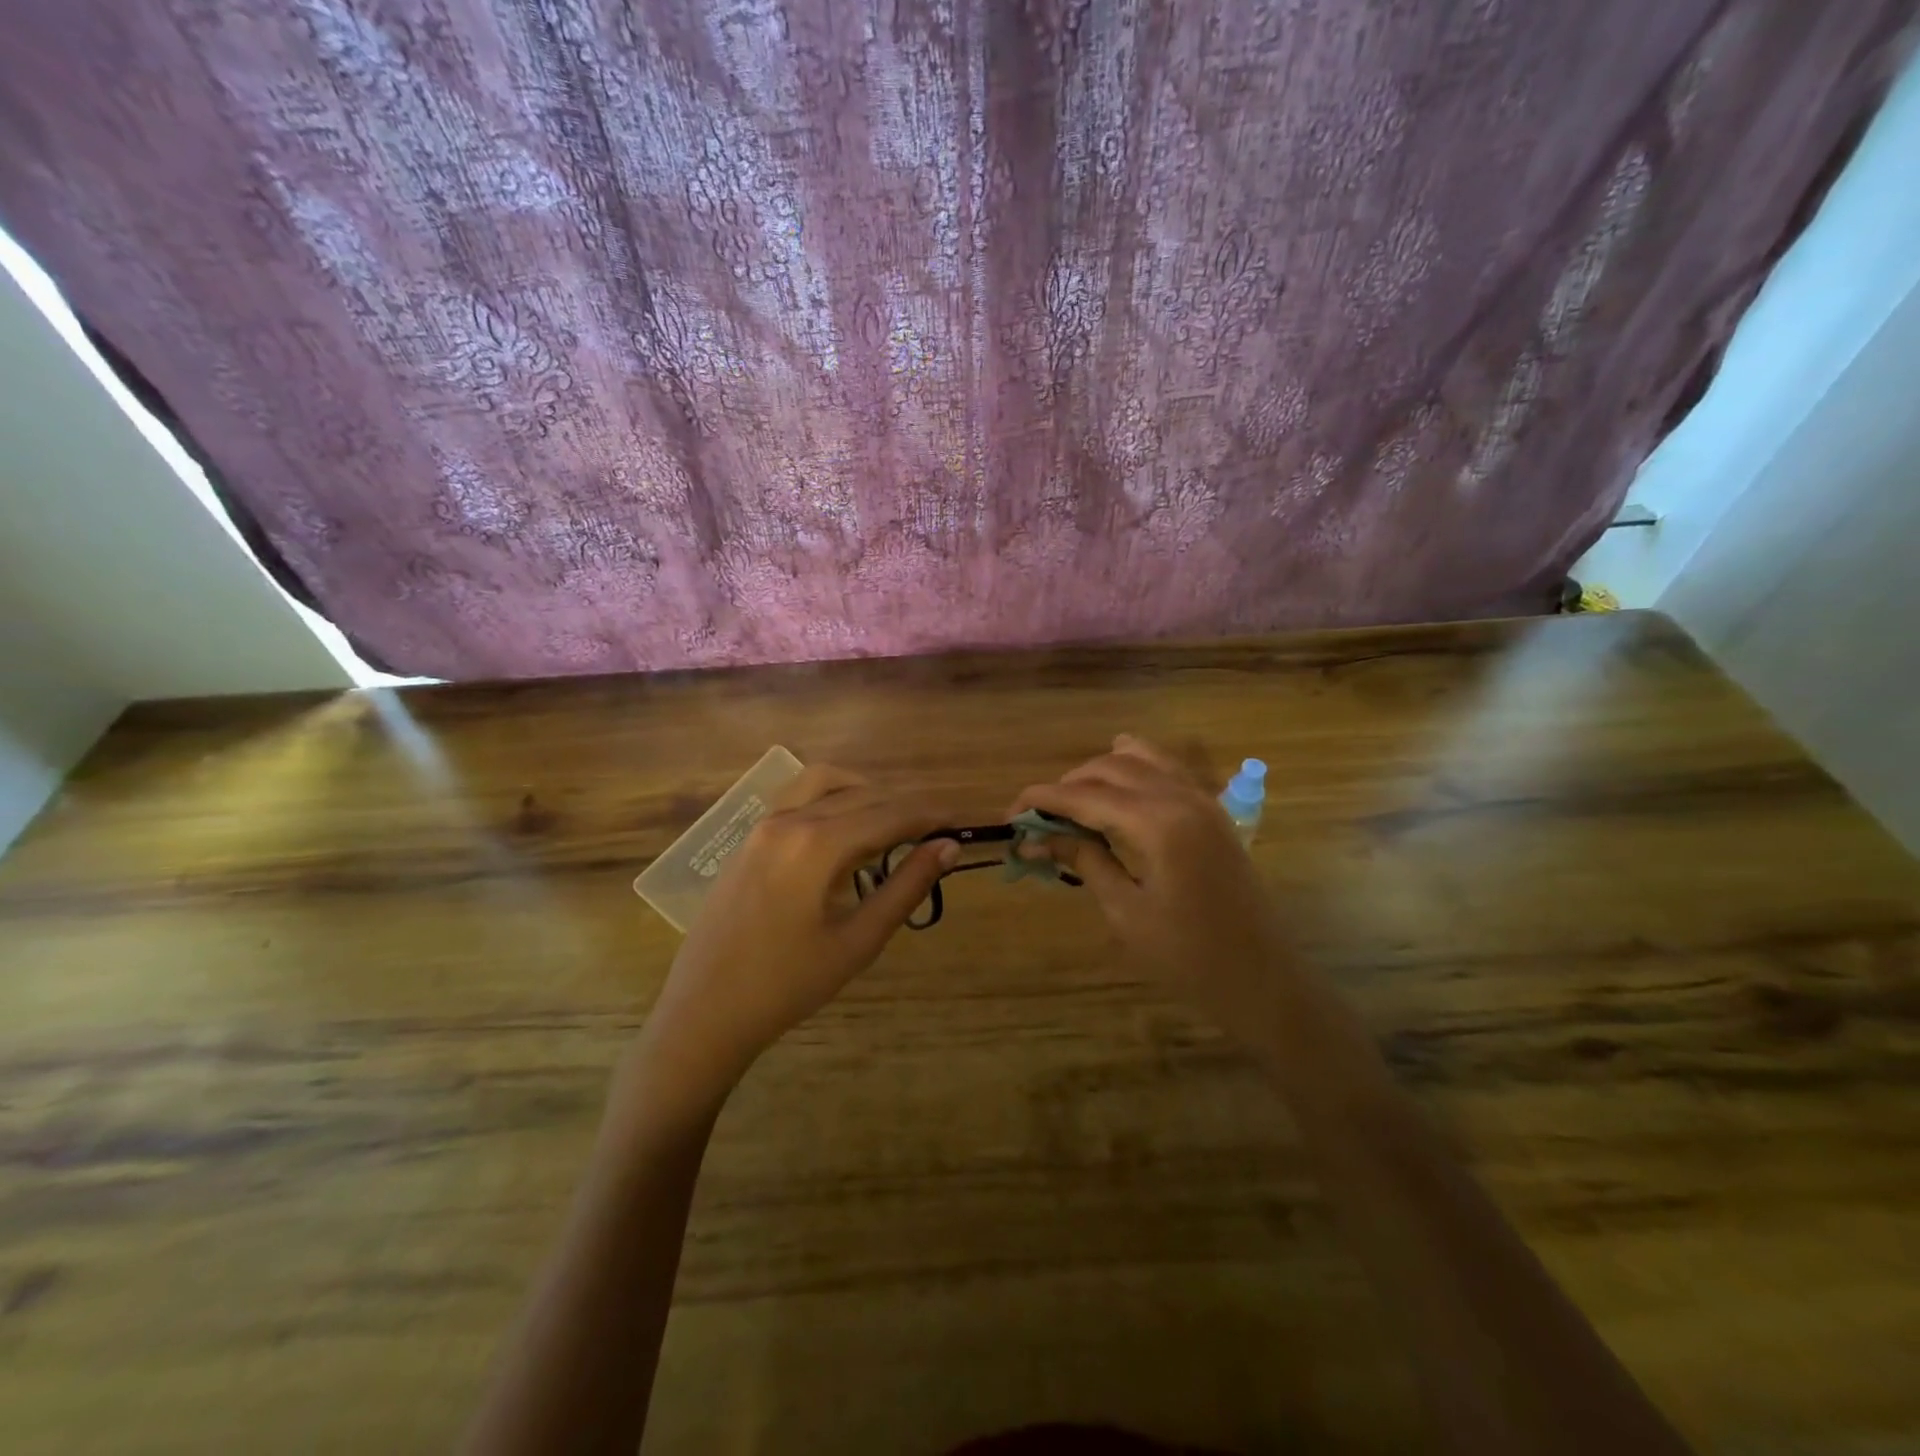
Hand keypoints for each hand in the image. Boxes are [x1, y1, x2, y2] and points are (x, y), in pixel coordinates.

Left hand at [627, 765, 956, 1117]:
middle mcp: (788, 819)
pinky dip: (832, 799)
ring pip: (825, 782)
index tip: (960, 823)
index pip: (889, 813)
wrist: (705, 1012)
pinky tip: (845, 834)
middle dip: (903, 806)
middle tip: (935, 832)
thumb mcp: (858, 940)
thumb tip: (947, 847)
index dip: (929, 815)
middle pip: (861, 794)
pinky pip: (798, 798)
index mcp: (817, 844)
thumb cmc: (788, 985)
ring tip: (891, 826)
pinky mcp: (748, 838)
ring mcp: (762, 825)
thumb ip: (906, 886)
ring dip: (865, 793)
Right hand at [1008, 735, 1293, 1028]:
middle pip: (1111, 768)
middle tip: (1037, 816)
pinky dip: (1136, 767)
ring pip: (1142, 758)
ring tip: (1072, 798)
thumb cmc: (1188, 957)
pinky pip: (1168, 769)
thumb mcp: (1126, 911)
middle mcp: (1181, 797)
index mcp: (1158, 823)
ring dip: (1100, 770)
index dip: (1043, 799)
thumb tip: (1037, 837)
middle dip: (1068, 784)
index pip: (1086, 795)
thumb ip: (1084, 860)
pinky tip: (1118, 784)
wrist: (1261, 978)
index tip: (1011, 813)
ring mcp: (1203, 799)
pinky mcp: (1212, 811)